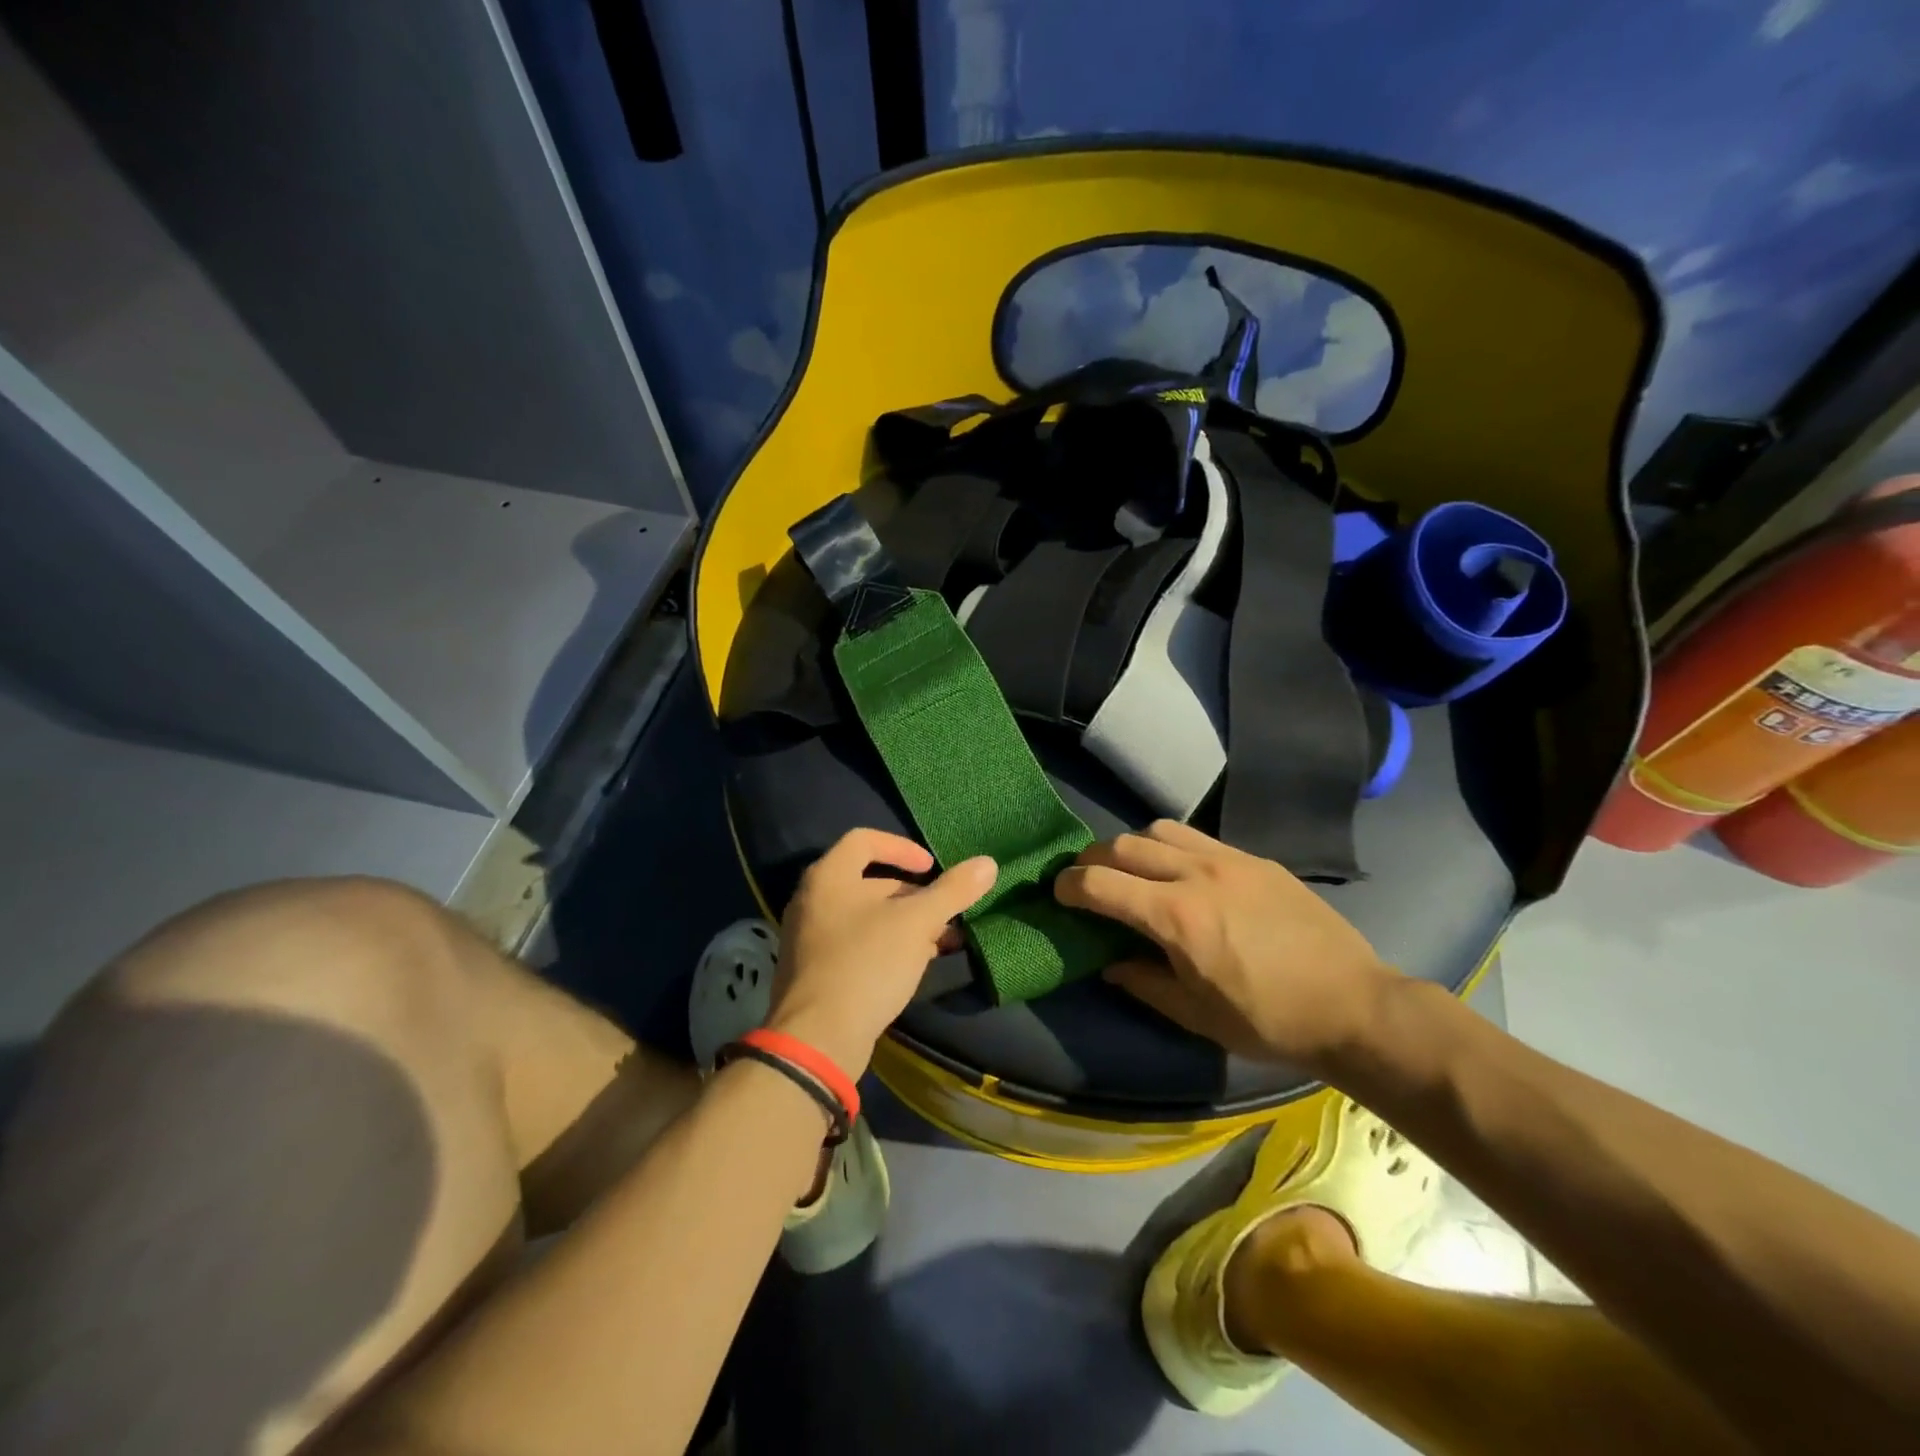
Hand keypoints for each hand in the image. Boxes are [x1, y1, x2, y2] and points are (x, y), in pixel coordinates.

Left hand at [768, 829, 995, 1078]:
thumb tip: (988, 863)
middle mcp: (812, 901)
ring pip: (866, 917)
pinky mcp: (816, 972)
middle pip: (868, 881)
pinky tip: (915, 966)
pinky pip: (856, 945)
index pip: (864, 840)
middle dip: (912, 895)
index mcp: (828, 877)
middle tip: (944, 913)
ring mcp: (810, 938)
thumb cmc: (867, 964)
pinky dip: (887, 946)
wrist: (818, 1039)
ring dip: (905, 924)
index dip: (901, 847)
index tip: (931, 868)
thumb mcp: (917, 923)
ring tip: (940, 943)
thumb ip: (953, 891)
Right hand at [1055, 819, 1394, 1070]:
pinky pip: (1198, 836)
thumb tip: (1109, 964)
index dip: (1069, 886)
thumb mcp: (1196, 1015)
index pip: (1100, 883)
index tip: (1058, 895)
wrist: (1354, 1005)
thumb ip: (1143, 982)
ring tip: (1132, 871)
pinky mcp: (1255, 858)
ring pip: (1159, 829)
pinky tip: (1179, 872)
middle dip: (1092, 859)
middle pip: (1123, 845)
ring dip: (1132, 845)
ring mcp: (1229, 859)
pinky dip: (1171, 846)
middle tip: (1086, 881)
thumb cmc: (1269, 1021)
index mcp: (1177, 917)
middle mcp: (1197, 874)